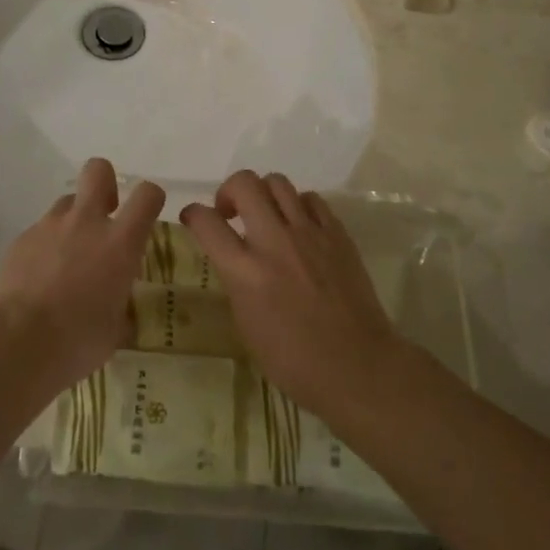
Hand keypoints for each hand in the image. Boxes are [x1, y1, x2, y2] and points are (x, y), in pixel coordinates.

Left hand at [0, 158, 164, 394]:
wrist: (15, 342)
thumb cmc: (77, 341)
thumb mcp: (114, 330)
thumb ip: (121, 307)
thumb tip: (120, 310)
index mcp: (119, 243)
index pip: (147, 196)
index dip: (151, 198)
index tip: (147, 215)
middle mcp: (86, 223)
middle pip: (98, 170)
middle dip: (105, 184)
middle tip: (104, 216)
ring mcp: (49, 226)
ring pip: (66, 202)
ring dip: (72, 220)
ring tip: (67, 257)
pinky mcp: (21, 239)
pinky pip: (40, 230)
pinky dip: (45, 246)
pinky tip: (39, 277)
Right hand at [180, 170, 402, 417]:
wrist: (358, 367)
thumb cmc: (295, 361)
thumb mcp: (247, 325)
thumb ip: (236, 281)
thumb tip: (233, 258)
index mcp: (246, 272)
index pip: (206, 222)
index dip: (192, 214)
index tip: (192, 219)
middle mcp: (274, 242)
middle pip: (244, 183)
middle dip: (228, 191)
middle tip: (230, 213)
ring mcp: (309, 233)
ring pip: (277, 182)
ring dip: (263, 193)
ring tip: (265, 215)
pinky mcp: (337, 234)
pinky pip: (310, 199)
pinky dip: (297, 206)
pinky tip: (298, 226)